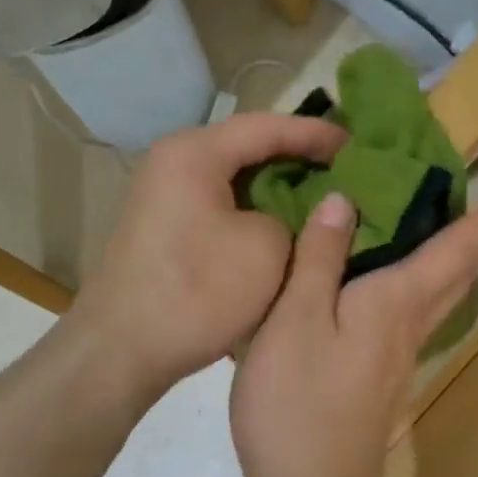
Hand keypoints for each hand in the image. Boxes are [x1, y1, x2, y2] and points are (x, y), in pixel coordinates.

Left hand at [68, 113, 348, 398]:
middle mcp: (172, 163)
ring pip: (233, 181)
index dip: (316, 134)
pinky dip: (252, 212)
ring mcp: (163, 197)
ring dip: (275, 189)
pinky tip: (281, 229)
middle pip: (246, 148)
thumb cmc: (197, 292)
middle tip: (344, 171)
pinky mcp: (163, 230)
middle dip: (296, 159)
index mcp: (194, 153)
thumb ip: (293, 219)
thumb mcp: (266, 249)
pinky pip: (218, 206)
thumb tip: (292, 218)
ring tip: (320, 199)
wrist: (121, 350)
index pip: (267, 126)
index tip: (356, 146)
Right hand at [231, 188, 477, 476]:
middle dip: (476, 243)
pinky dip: (420, 293)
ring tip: (450, 238)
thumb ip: (320, 259)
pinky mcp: (381, 384)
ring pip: (438, 303)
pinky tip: (398, 293)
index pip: (451, 253)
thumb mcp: (296, 319)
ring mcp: (398, 361)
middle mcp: (408, 329)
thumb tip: (344, 200)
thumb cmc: (298, 401)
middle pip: (455, 279)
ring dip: (454, 268)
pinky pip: (414, 321)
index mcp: (394, 304)